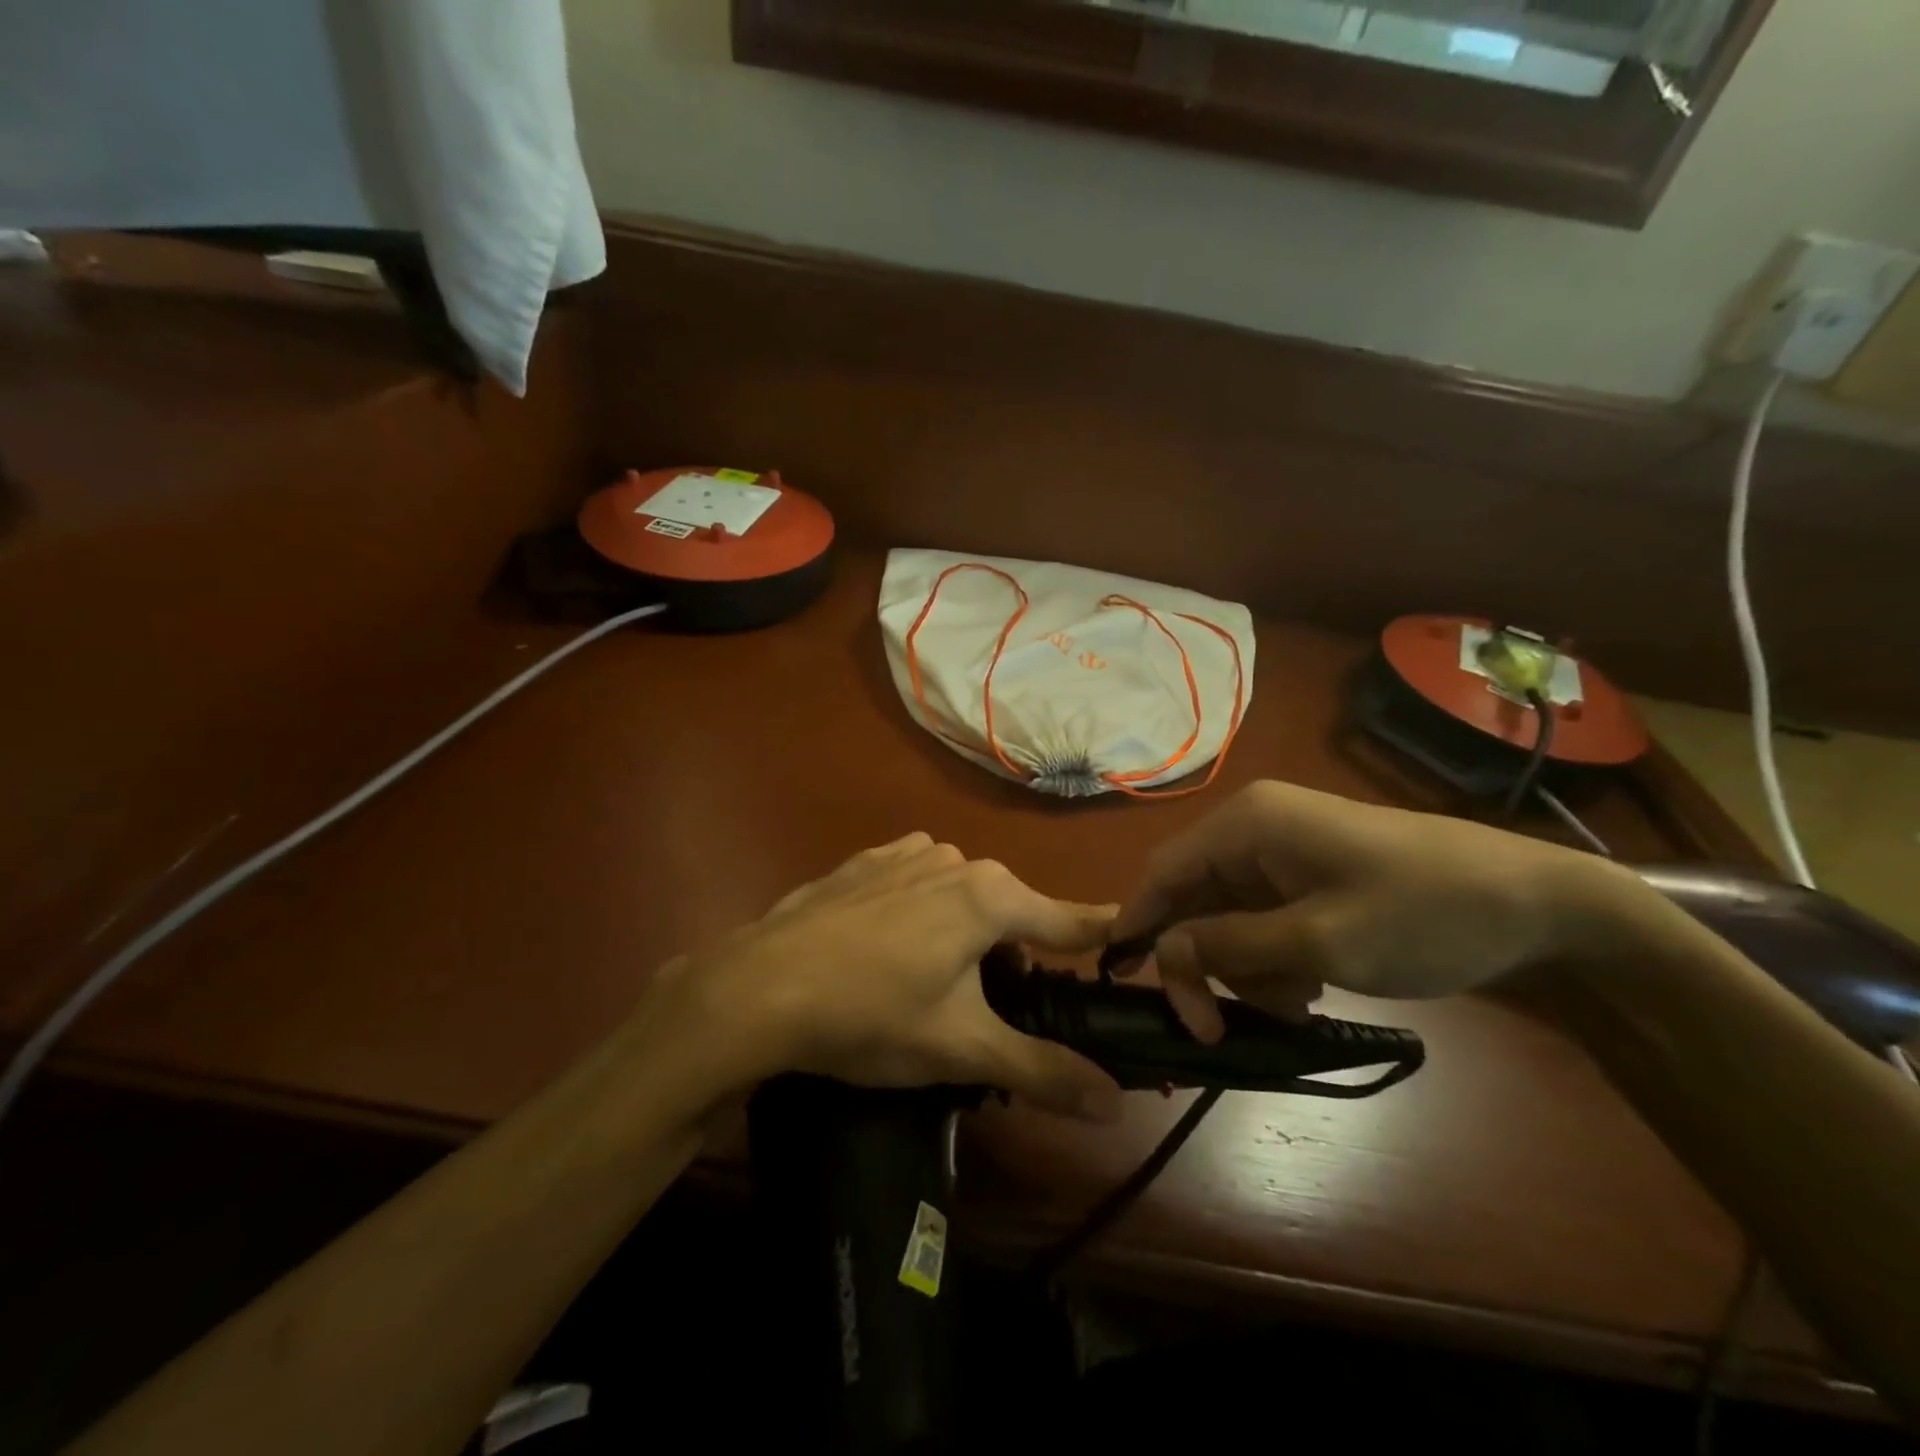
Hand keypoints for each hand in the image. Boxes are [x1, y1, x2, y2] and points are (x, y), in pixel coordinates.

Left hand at [664, 834, 1124, 1119]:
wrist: (757, 987)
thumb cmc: (871, 1015)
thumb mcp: (961, 1049)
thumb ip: (1043, 1069)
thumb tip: (1113, 1100)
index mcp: (991, 896)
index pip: (1071, 919)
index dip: (1105, 938)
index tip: (1136, 946)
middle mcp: (956, 859)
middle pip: (1011, 913)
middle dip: (1015, 959)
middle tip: (991, 1013)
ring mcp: (905, 853)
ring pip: (962, 898)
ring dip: (966, 938)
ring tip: (931, 990)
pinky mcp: (866, 861)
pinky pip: (916, 885)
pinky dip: (923, 915)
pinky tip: (888, 952)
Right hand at [1110, 781, 1629, 1040]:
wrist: (1540, 907)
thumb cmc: (1424, 913)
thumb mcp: (1320, 940)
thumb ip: (1231, 946)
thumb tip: (1162, 952)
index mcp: (1247, 824)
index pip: (1164, 872)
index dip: (1139, 924)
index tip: (1128, 984)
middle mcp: (1254, 830)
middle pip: (1193, 900)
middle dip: (1204, 962)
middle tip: (1217, 1028)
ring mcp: (1283, 854)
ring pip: (1227, 918)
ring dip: (1244, 968)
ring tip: (1292, 1004)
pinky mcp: (1309, 878)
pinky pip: (1262, 921)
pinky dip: (1272, 960)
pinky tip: (1308, 988)